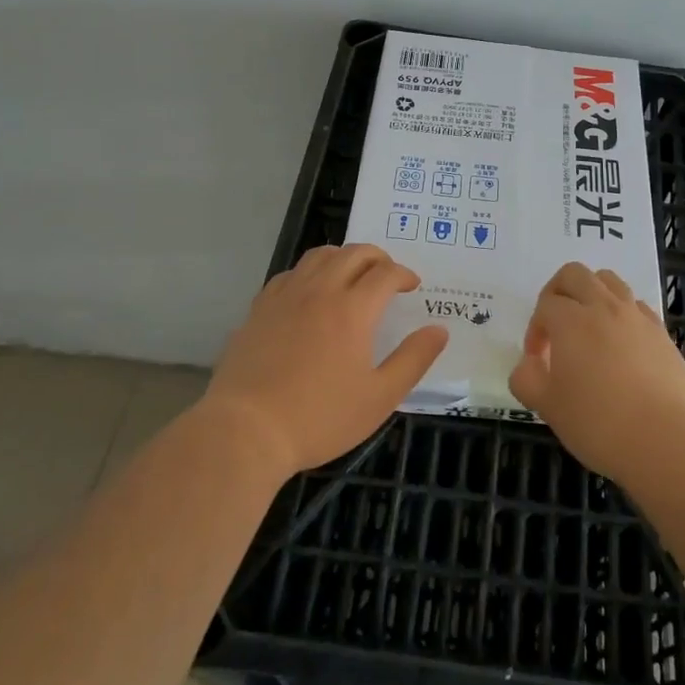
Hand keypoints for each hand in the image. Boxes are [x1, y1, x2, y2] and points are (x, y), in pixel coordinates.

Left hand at [204, 244, 448, 475]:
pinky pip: (290, 273)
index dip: (403, 274)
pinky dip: (310, 272)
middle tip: (387, 275)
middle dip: (377, 257)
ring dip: (343, 257)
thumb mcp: (379, 397)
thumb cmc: (319, 417)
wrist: (246, 430)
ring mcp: (285, 296)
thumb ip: (413, 359)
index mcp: (352, 309)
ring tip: (352, 275)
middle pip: (353, 253)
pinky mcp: (259, 308)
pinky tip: (310, 292)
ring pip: (319, 256)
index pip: (385, 273)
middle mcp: (320, 291)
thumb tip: (438, 330)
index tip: (412, 285)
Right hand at [508, 262, 684, 480]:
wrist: (666, 440)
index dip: (535, 330)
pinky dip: (621, 312)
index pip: (545, 305)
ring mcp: (637, 317)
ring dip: (591, 293)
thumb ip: (526, 379)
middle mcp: (604, 307)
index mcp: (571, 320)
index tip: (537, 360)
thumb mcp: (547, 407)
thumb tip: (529, 364)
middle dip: (558, 292)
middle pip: (574, 274)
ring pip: (609, 281)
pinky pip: (636, 305)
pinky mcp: (662, 333)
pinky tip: (620, 344)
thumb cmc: (598, 423)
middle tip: (555, 325)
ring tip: (588, 327)